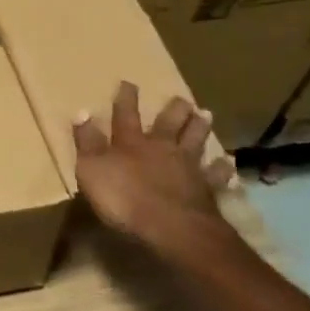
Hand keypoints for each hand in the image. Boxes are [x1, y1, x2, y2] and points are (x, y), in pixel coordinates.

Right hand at [72, 85, 237, 259]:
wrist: (172, 228)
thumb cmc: (124, 198)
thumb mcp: (92, 170)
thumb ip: (87, 142)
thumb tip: (81, 112)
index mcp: (131, 143)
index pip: (125, 115)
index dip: (125, 99)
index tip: (128, 83)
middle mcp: (161, 148)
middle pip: (168, 124)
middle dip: (174, 110)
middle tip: (182, 98)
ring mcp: (186, 168)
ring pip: (195, 141)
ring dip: (200, 128)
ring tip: (206, 114)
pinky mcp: (206, 190)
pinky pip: (215, 175)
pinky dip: (221, 168)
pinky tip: (228, 163)